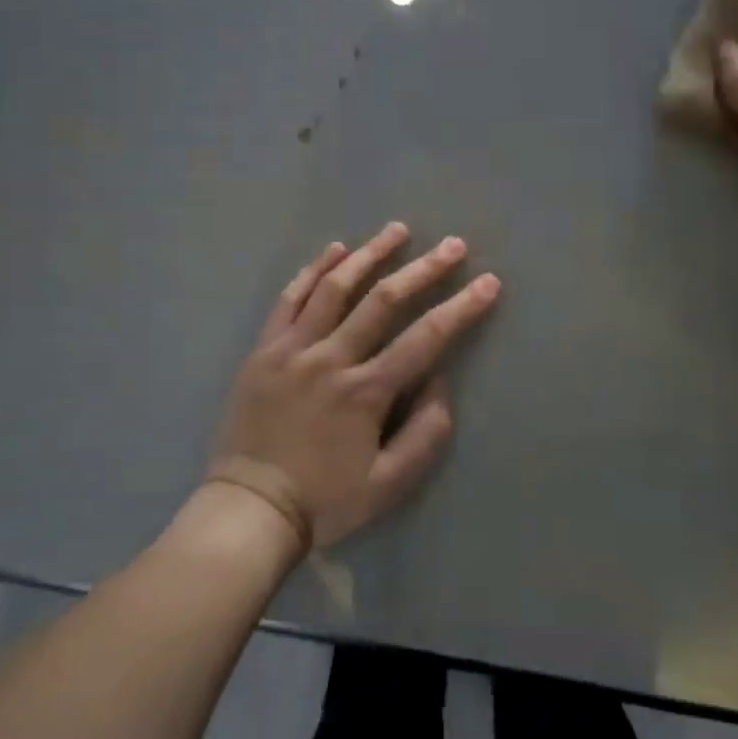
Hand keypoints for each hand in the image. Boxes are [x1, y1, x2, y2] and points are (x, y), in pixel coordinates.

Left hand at [206, 223, 500, 552]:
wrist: (249, 509)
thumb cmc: (325, 500)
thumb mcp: (388, 484)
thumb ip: (424, 433)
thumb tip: (439, 380)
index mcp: (365, 392)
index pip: (425, 338)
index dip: (461, 308)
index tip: (488, 282)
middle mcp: (330, 358)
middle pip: (383, 301)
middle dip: (423, 269)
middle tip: (452, 245)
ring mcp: (292, 349)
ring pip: (334, 288)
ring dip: (369, 255)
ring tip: (397, 230)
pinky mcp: (263, 349)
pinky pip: (289, 299)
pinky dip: (313, 271)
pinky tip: (334, 249)